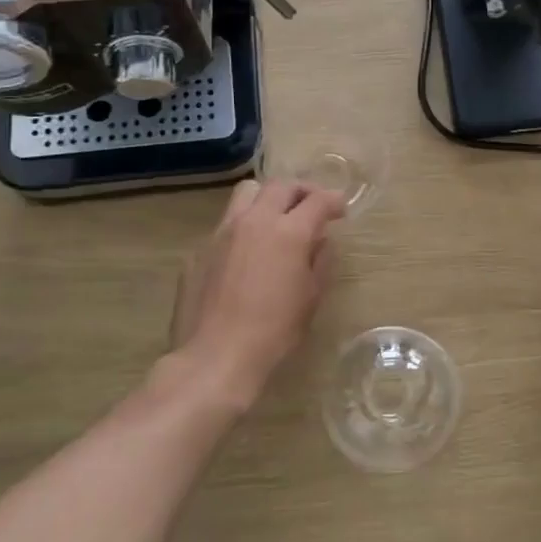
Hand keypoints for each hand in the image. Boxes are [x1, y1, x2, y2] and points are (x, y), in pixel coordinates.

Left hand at [167, 179, 345, 407]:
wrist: (217, 356)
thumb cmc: (275, 331)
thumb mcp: (311, 297)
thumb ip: (320, 261)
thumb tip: (321, 242)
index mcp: (289, 233)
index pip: (318, 201)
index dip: (334, 201)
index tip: (340, 210)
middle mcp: (254, 221)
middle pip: (280, 186)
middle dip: (301, 191)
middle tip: (312, 206)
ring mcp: (222, 232)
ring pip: (247, 194)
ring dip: (267, 198)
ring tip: (275, 219)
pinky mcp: (200, 249)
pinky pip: (226, 225)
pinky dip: (243, 228)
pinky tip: (246, 256)